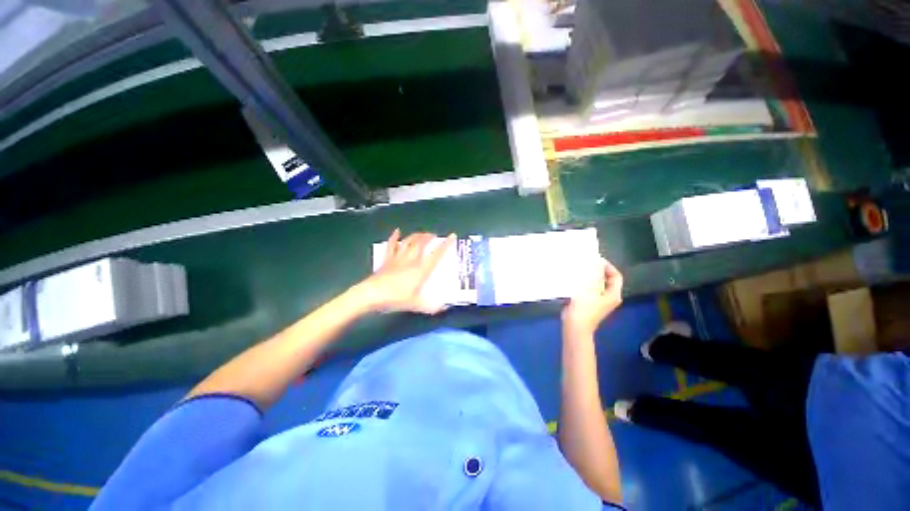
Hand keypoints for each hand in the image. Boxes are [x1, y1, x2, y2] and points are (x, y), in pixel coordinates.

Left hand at [353, 229, 455, 313]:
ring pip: (409, 242)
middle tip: (434, 235)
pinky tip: (397, 231)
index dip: (445, 245)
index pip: (436, 255)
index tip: (452, 236)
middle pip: (421, 244)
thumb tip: (443, 308)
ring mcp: (398, 258)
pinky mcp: (387, 259)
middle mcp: (411, 261)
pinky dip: (394, 237)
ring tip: (422, 233)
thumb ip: (430, 306)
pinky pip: (392, 246)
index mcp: (420, 270)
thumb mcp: (415, 305)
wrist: (371, 295)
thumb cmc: (395, 299)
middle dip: (429, 237)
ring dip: (416, 235)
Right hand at [562, 258, 623, 337]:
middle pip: (606, 279)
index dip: (607, 266)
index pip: (616, 276)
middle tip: (586, 263)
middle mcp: (609, 297)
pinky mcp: (589, 303)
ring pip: (597, 284)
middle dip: (597, 271)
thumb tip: (597, 263)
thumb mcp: (590, 289)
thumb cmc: (584, 308)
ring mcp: (599, 301)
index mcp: (613, 294)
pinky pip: (589, 289)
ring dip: (589, 277)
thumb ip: (594, 275)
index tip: (595, 260)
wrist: (575, 326)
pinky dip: (584, 283)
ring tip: (579, 270)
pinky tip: (575, 280)